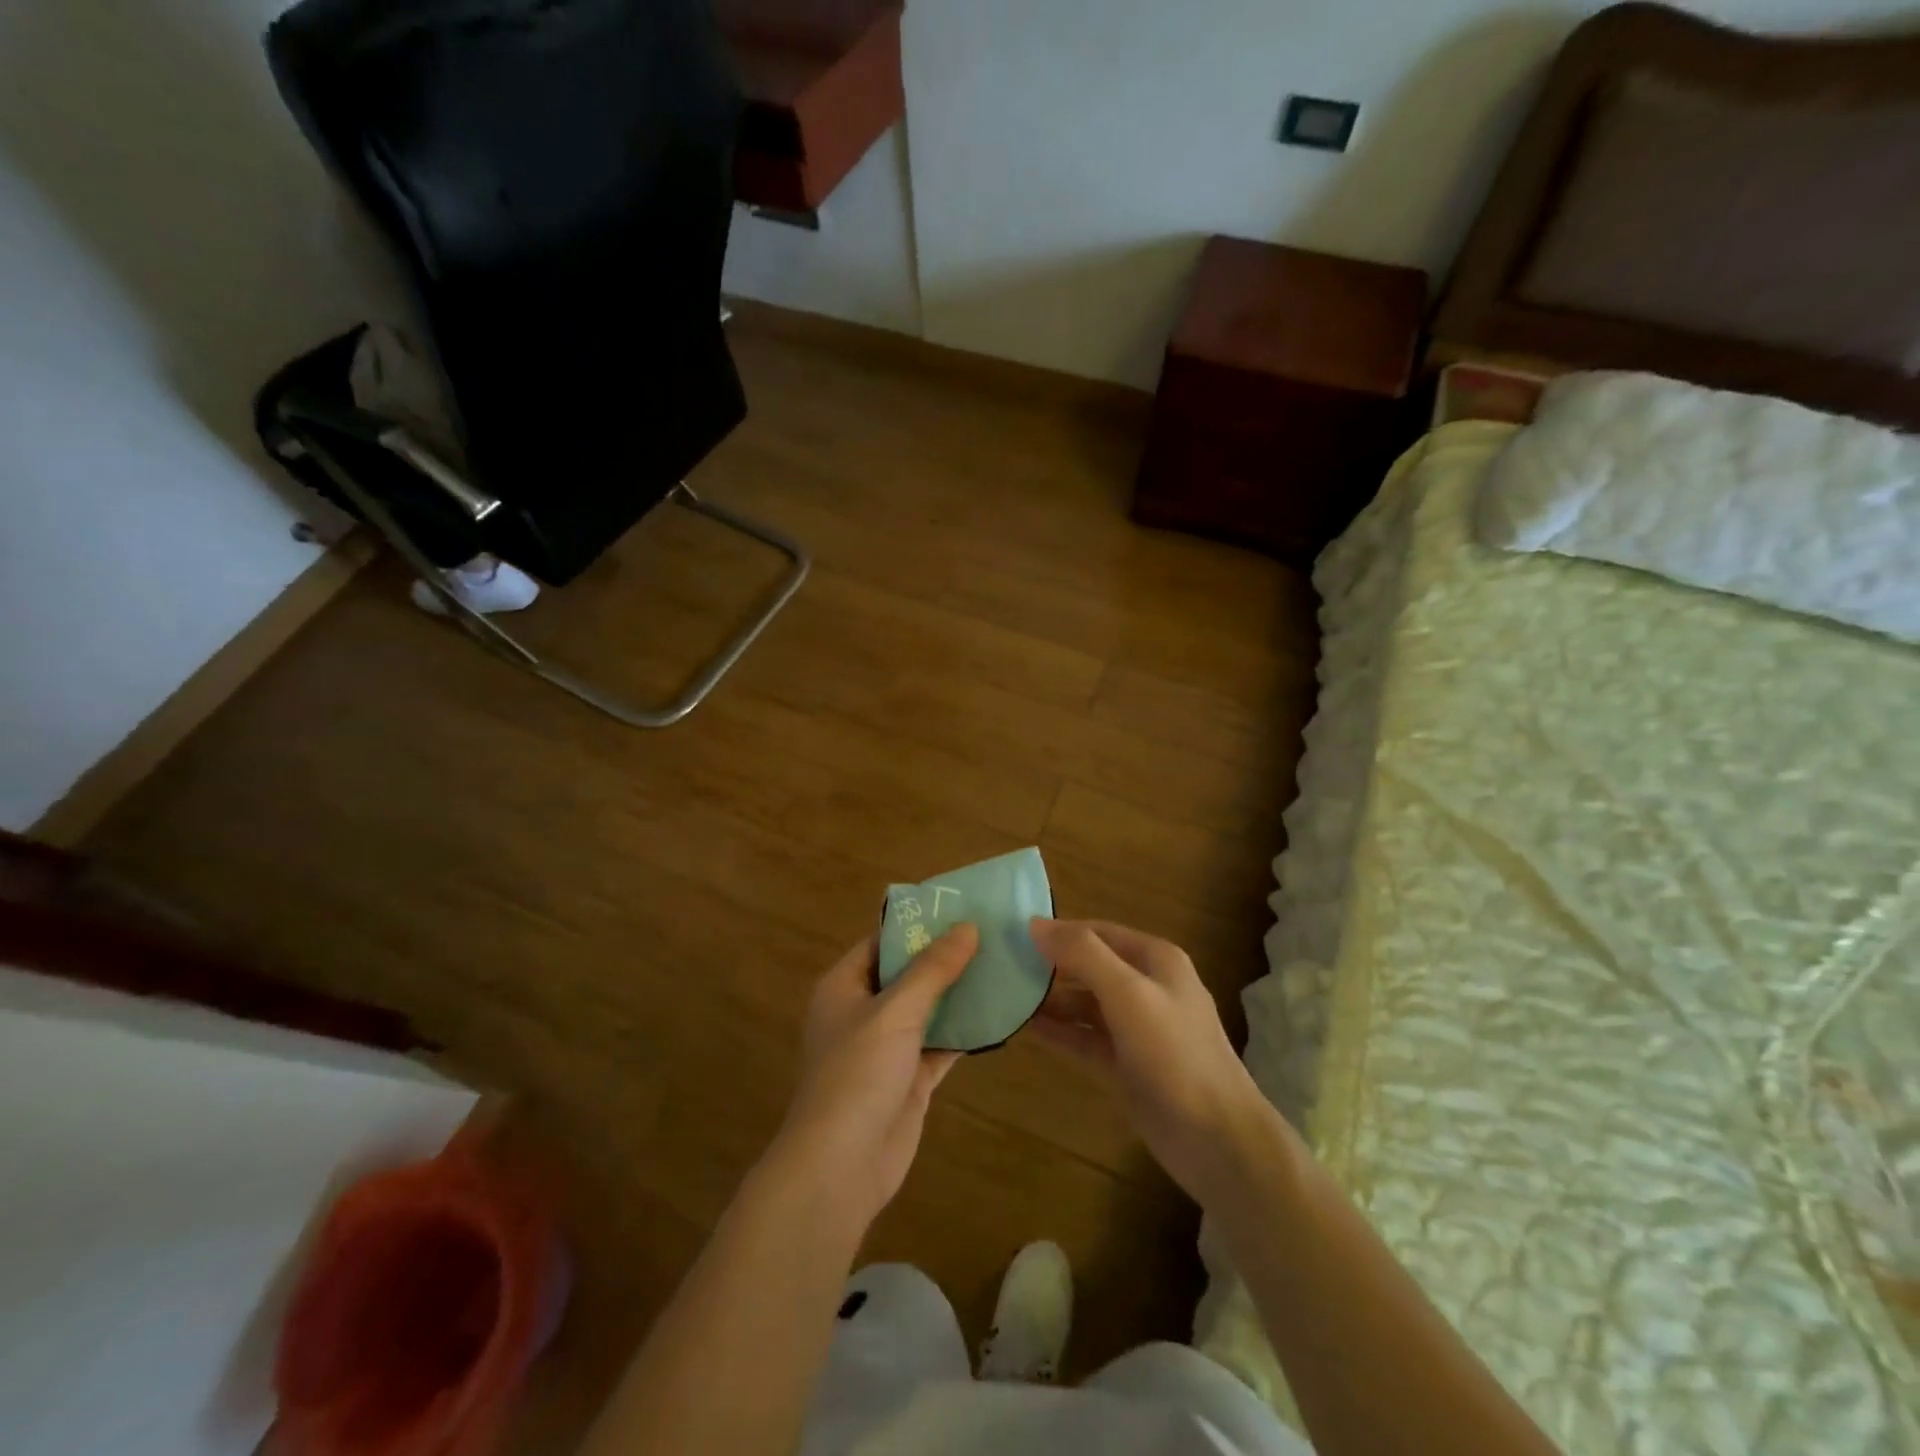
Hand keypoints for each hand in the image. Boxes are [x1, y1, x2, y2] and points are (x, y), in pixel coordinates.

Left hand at [770, 924, 976, 1228]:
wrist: (841, 1167)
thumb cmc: (857, 1073)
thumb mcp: (895, 1011)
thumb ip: (933, 969)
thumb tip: (967, 926)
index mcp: (844, 986)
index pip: (882, 942)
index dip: (917, 924)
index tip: (959, 907)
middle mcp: (863, 1011)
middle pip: (908, 974)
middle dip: (945, 957)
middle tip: (992, 932)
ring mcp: (887, 1047)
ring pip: (928, 1009)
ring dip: (959, 992)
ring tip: (1003, 963)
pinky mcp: (910, 1078)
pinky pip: (941, 1043)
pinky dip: (965, 1030)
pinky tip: (1000, 1012)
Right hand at [1029, 918, 1268, 1207]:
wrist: (1217, 1139)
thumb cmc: (1174, 1054)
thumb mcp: (1128, 994)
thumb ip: (1083, 955)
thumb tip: (1036, 924)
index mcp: (1155, 960)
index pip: (1097, 932)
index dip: (1059, 931)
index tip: (1014, 935)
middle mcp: (1147, 987)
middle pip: (1091, 965)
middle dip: (1052, 965)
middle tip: (1003, 966)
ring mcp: (1138, 1028)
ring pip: (1086, 1004)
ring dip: (1052, 1000)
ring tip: (1008, 996)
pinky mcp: (1128, 1064)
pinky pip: (1087, 1038)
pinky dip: (1061, 1032)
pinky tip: (1028, 1028)